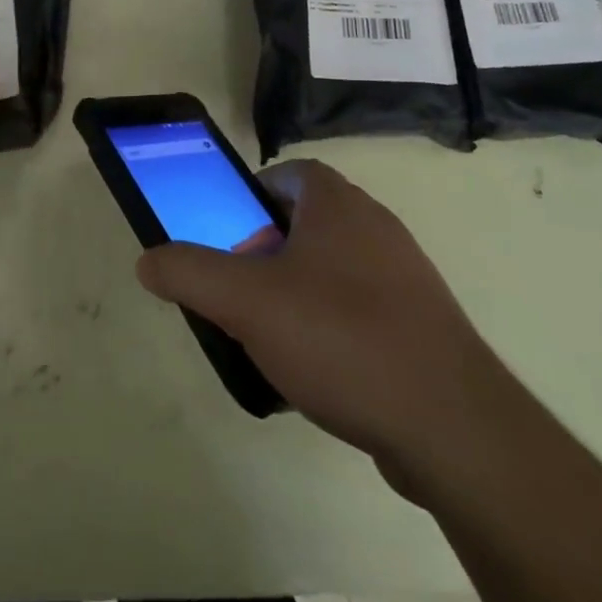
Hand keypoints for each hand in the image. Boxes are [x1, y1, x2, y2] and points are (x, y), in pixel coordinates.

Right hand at [135, 158, 517, 498]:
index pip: (288, 174)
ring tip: (272, 338)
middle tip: (241, 292)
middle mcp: (376, 226)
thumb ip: (189, 273)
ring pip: (334, 269)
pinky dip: (333, 329)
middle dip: (268, 251)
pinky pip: (363, 311)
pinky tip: (318, 374)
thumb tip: (147, 260)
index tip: (229, 238)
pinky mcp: (424, 326)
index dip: (251, 198)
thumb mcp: (245, 302)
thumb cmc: (341, 338)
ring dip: (298, 293)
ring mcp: (406, 276)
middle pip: (306, 222)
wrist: (453, 427)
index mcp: (338, 204)